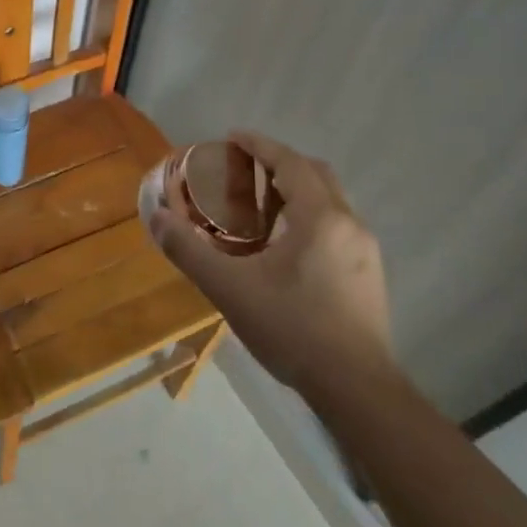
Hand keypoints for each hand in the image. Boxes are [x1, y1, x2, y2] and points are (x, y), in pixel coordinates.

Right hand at [150, 131, 394, 400]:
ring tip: (262, 205)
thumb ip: (189, 250)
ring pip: (331, 201)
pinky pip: (338, 226)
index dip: (260, 145)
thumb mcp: (229, 289)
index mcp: (320, 217)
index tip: (232, 137)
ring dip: (298, 190)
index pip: (290, 162)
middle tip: (246, 169)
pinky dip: (311, 216)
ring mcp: (366, 251)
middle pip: (316, 174)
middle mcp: (350, 224)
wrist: (357, 389)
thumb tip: (156, 217)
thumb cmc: (292, 329)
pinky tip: (287, 246)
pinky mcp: (370, 276)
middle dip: (281, 163)